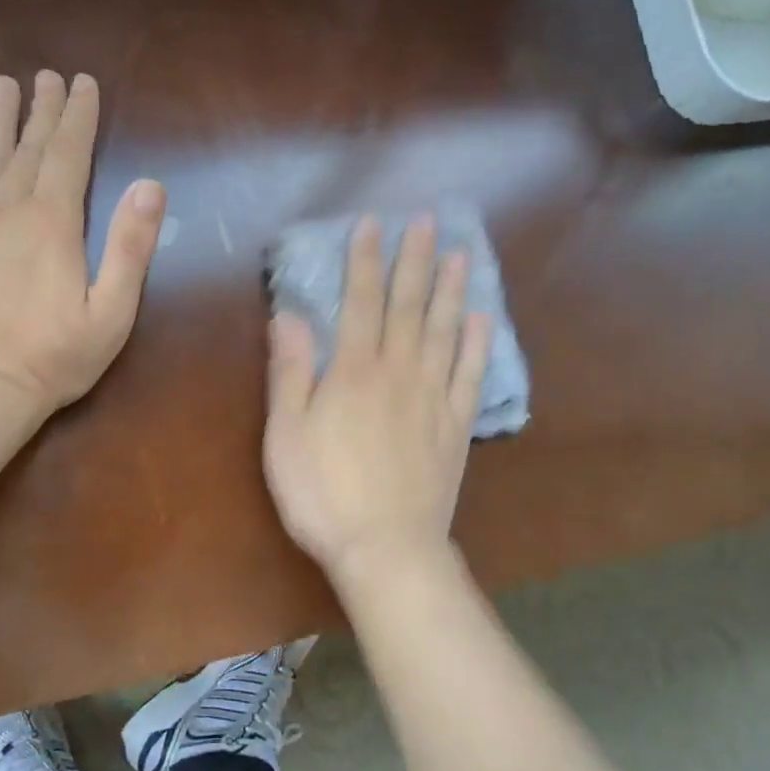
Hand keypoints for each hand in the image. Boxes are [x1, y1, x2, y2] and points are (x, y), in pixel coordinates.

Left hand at [0, 71, 165, 413]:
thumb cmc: (56, 356)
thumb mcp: (113, 310)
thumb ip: (131, 246)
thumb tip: (150, 184)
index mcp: (54, 222)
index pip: (69, 154)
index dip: (78, 117)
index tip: (81, 83)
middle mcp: (7, 209)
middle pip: (28, 148)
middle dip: (41, 110)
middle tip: (46, 76)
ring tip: (1, 84)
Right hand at [263, 215, 492, 592]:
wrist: (387, 548)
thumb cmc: (324, 493)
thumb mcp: (287, 434)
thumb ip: (291, 372)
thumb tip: (289, 315)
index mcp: (354, 372)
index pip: (361, 302)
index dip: (366, 261)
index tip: (373, 224)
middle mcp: (399, 373)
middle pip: (409, 306)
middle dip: (415, 260)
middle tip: (428, 221)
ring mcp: (433, 398)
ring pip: (444, 332)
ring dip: (451, 290)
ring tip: (460, 254)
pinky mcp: (456, 427)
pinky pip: (470, 376)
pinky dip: (477, 345)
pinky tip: (482, 320)